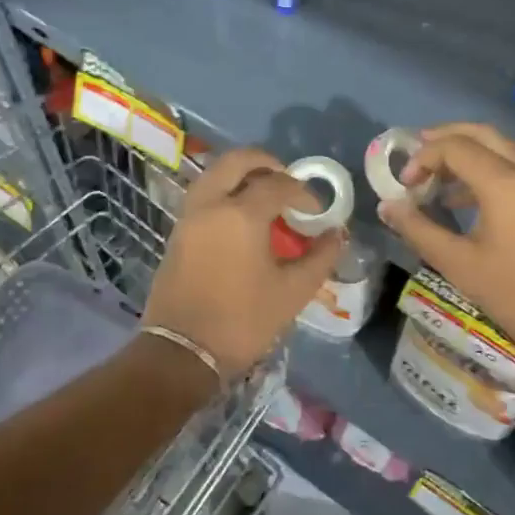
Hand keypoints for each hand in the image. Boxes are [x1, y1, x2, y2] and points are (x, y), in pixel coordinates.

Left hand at [143, 149, 341, 375]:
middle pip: (237, 161)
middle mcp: (211, 204)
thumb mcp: (292, 292)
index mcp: (241, 214)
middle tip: (288, 180)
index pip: (278, 185)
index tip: (317, 211)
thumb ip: (319, 257)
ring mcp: (189, 216)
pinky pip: (204, 194)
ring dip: (242, 175)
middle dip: (267, 163)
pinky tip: (242, 217)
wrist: (182, 353)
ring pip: (215, 173)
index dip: (303, 193)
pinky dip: (225, 190)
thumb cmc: (242, 321)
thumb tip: (336, 234)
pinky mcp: (177, 232)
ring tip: (265, 196)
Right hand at [376, 123, 514, 367]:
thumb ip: (419, 230)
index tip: (404, 186)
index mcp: (504, 183)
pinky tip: (460, 200)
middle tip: (414, 156)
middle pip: (480, 134)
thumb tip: (387, 205)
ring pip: (498, 148)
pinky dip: (482, 170)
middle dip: (444, 138)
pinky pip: (510, 167)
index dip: (422, 158)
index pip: (455, 147)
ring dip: (464, 153)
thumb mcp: (459, 265)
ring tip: (431, 177)